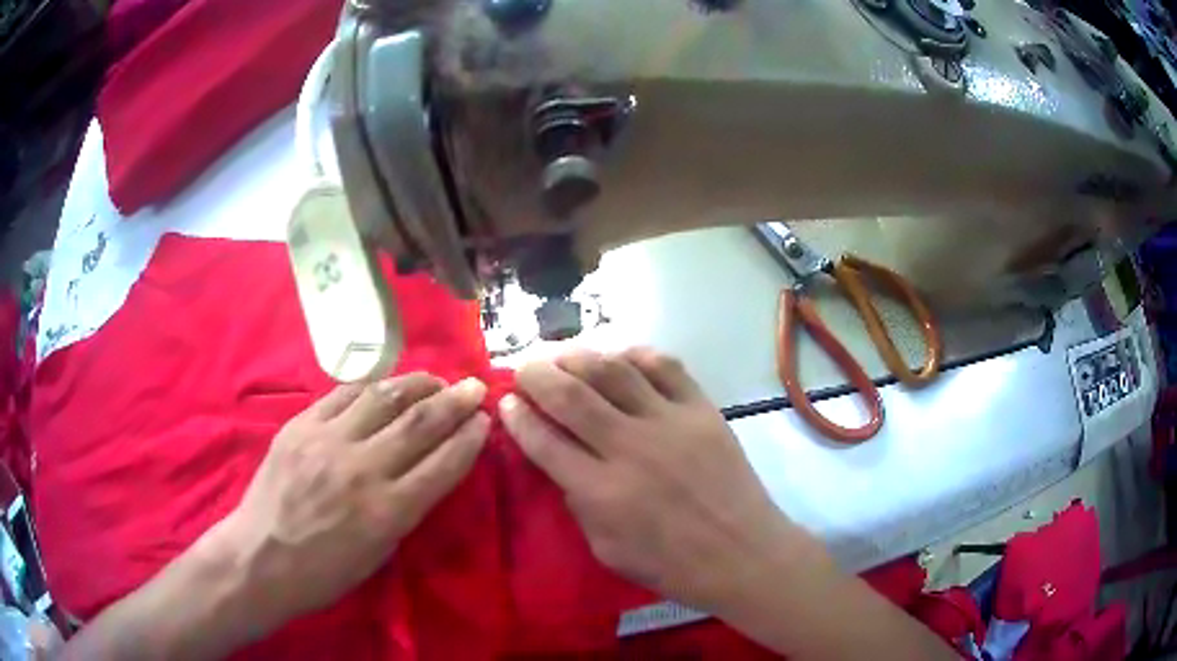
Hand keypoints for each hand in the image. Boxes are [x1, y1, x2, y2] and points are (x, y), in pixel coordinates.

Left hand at [215, 374, 488, 628]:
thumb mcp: (379, 553)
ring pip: (383, 397)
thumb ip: (406, 508)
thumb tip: (427, 471)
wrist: (261, 558)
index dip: (470, 438)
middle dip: (455, 401)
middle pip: (420, 422)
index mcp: (388, 511)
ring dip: (417, 384)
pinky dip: (371, 386)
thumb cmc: (324, 572)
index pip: (444, 463)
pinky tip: (385, 385)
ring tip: (435, 379)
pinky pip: (343, 394)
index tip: (484, 422)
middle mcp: (362, 468)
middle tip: (474, 387)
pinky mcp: (300, 425)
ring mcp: (327, 441)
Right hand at [500, 348, 796, 611]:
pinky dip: (636, 354)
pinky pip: (665, 366)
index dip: (517, 417)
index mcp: (601, 492)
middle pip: (571, 395)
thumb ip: (577, 502)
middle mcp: (630, 448)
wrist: (741, 553)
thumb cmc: (671, 564)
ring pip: (614, 370)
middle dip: (536, 374)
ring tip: (563, 356)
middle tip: (524, 368)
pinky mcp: (702, 409)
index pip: (544, 441)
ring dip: (579, 357)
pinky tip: (620, 357)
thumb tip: (560, 461)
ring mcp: (670, 423)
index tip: (505, 401)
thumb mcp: (606, 549)